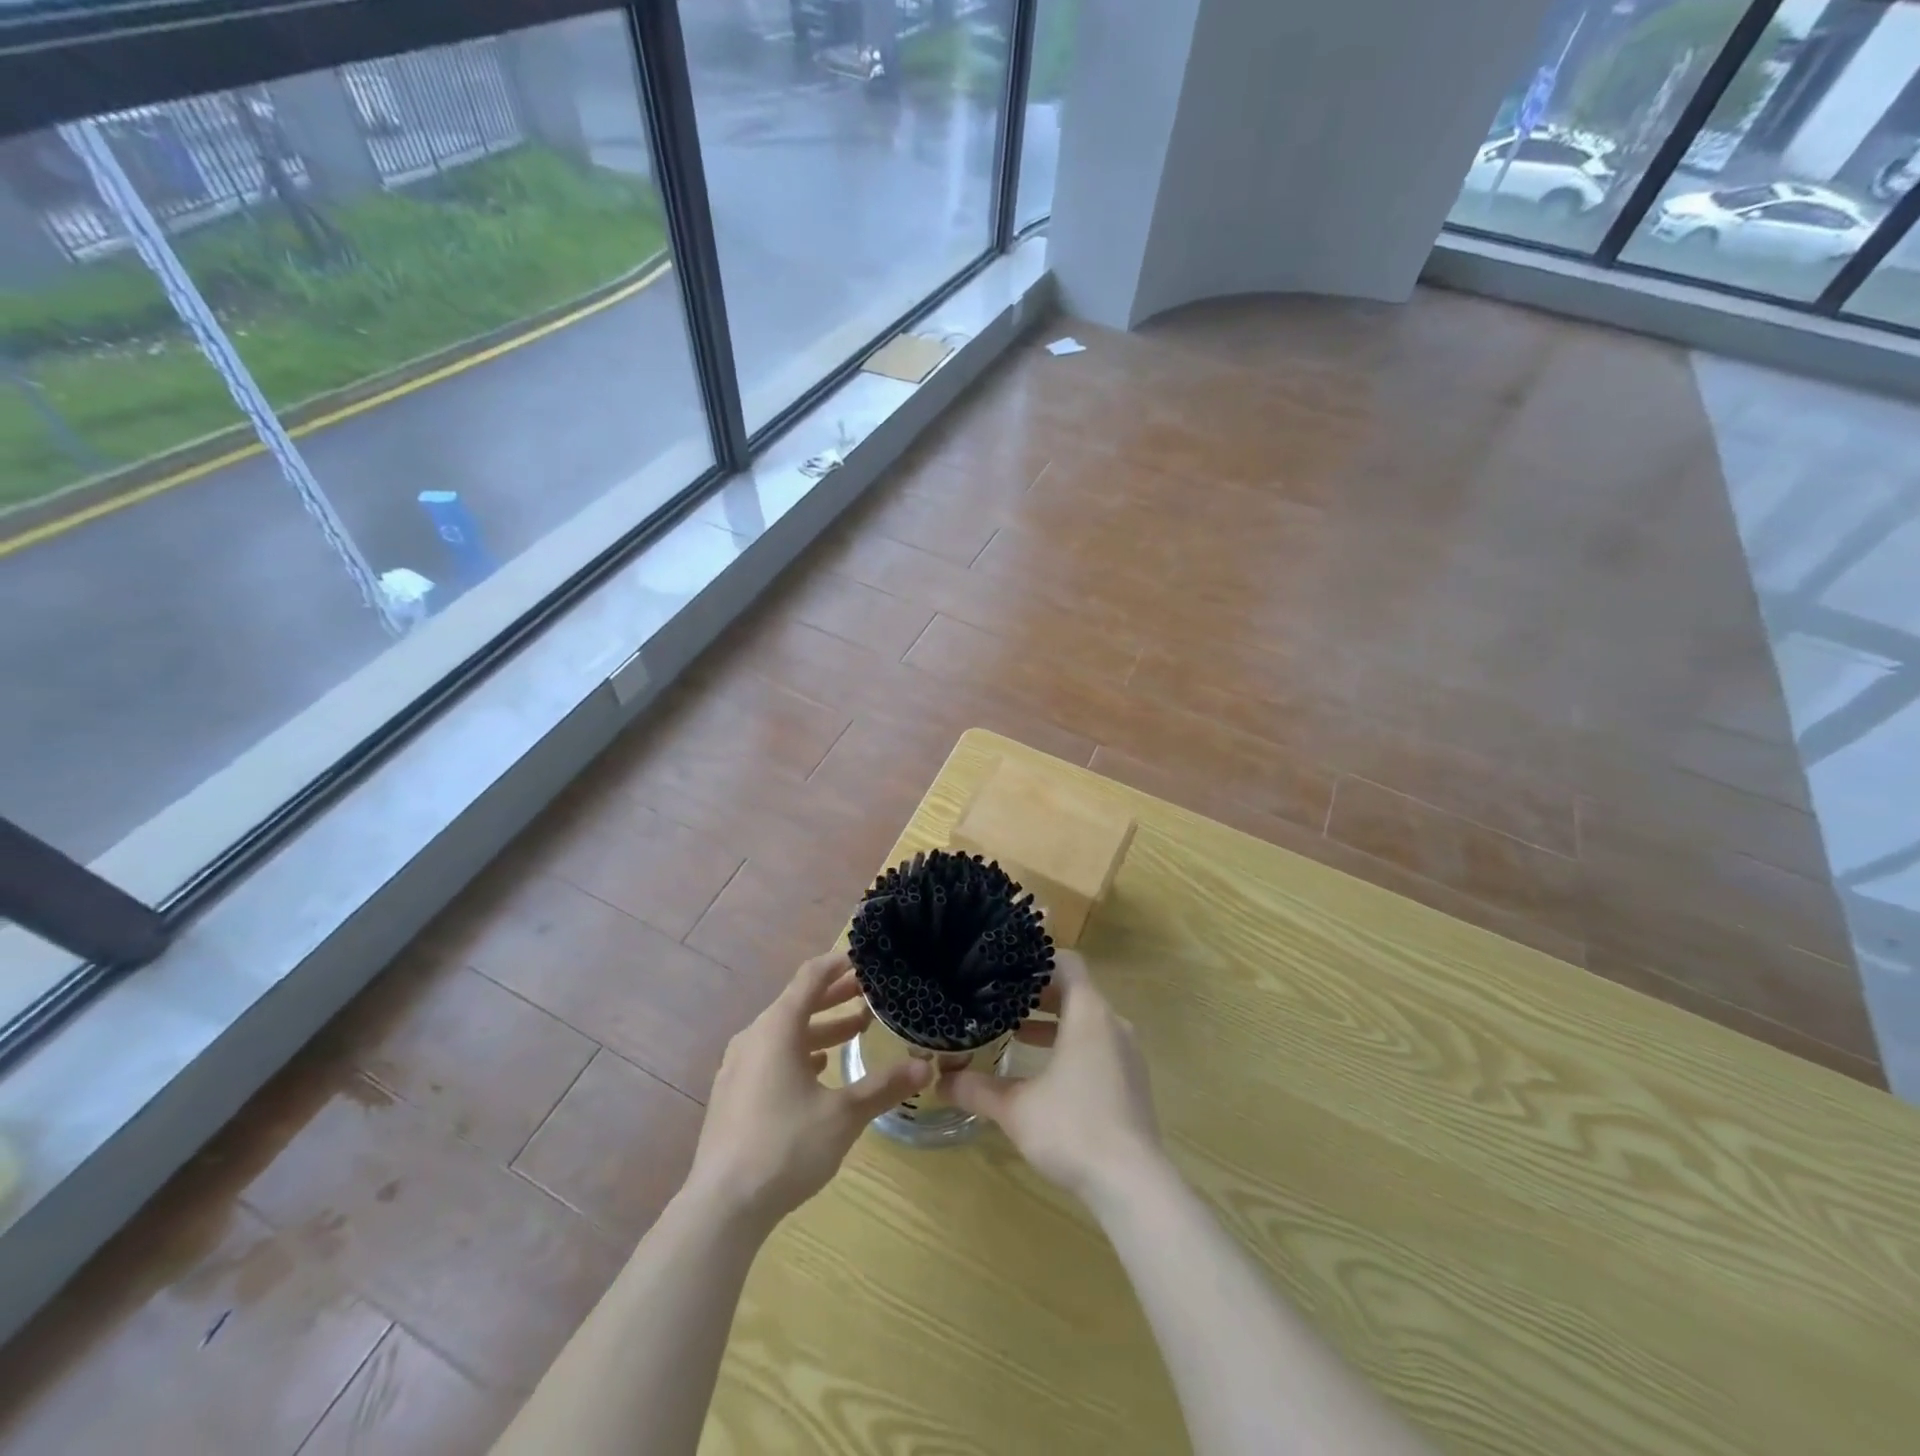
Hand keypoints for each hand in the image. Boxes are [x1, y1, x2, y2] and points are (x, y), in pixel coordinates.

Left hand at [684, 951, 931, 1232]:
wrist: (721, 1207)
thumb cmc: (785, 1147)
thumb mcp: (844, 1115)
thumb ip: (884, 1087)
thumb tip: (926, 1066)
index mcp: (778, 1028)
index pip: (811, 977)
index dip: (839, 963)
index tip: (866, 957)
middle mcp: (754, 1037)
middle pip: (798, 1002)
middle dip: (836, 995)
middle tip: (872, 992)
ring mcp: (739, 1066)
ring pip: (785, 1031)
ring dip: (821, 1026)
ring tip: (857, 1029)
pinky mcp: (733, 1093)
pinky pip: (772, 1055)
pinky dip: (800, 1051)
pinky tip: (820, 1069)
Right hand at [947, 950, 1162, 1204]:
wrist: (1133, 1185)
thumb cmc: (1073, 1129)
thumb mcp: (1015, 1108)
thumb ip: (977, 1090)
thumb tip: (941, 1081)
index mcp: (1089, 1014)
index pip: (1068, 963)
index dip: (1038, 961)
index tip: (1009, 969)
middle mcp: (1113, 1025)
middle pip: (1076, 992)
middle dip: (1039, 994)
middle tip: (1003, 999)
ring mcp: (1127, 1055)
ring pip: (1088, 1021)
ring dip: (1055, 1023)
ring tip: (1017, 1032)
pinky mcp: (1132, 1082)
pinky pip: (1099, 1046)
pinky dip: (1072, 1045)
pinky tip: (1045, 1073)